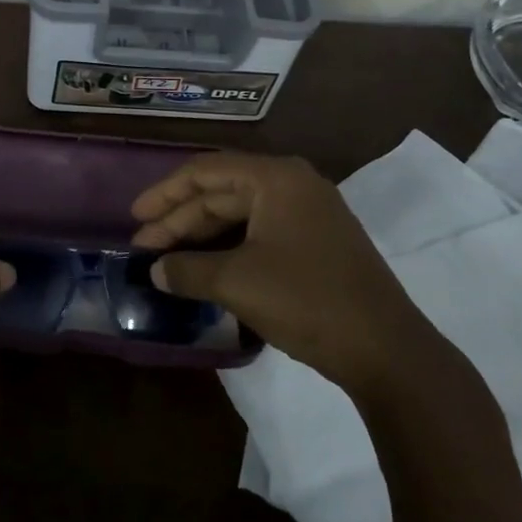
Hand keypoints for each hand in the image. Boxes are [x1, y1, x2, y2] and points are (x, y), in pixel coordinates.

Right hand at [131, 153, 443, 398]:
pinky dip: (228, 248)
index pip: (205, 171)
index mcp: (275, 178)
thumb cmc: (306, 299)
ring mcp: (309, 214)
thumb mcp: (236, 282)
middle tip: (143, 247)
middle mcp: (293, 185)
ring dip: (201, 237)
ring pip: (240, 216)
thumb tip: (154, 271)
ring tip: (166, 259)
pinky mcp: (316, 243)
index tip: (135, 218)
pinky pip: (259, 233)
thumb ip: (187, 270)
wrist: (386, 350)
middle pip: (221, 193)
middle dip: (180, 220)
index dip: (165, 193)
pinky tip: (204, 269)